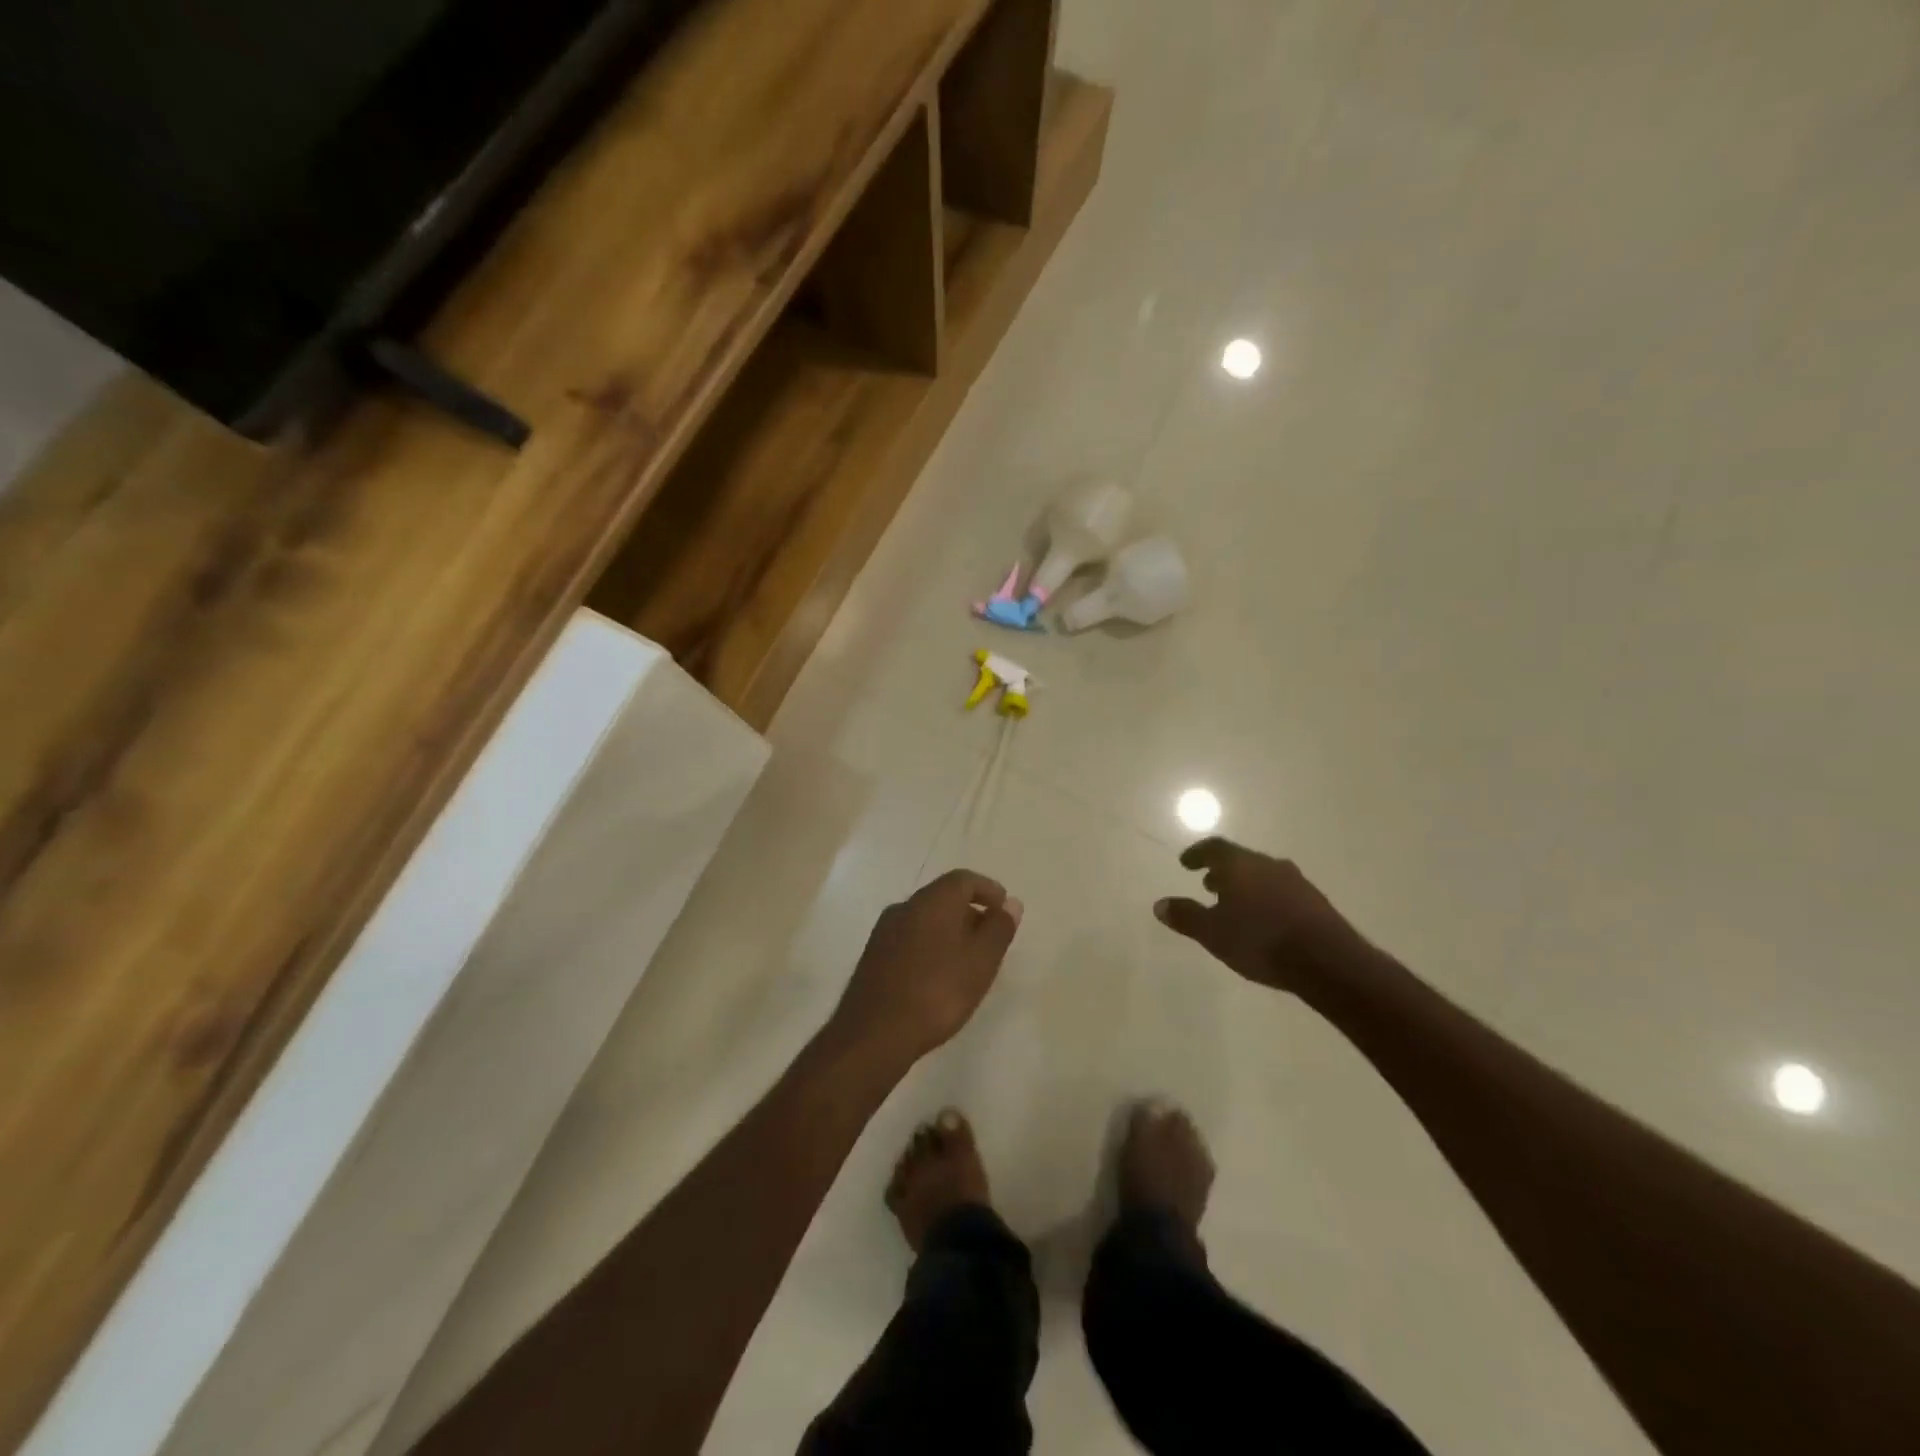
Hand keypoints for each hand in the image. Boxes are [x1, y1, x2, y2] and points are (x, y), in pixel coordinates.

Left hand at [830, 870, 1022, 1066]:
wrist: (874, 1033)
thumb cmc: (937, 992)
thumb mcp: (981, 962)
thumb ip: (999, 929)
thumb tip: (1011, 903)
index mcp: (932, 901)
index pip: (964, 879)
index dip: (988, 890)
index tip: (1005, 911)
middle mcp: (905, 906)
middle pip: (943, 897)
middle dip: (971, 911)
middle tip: (991, 939)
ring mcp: (885, 931)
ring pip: (926, 918)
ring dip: (950, 930)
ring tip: (968, 961)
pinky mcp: (874, 955)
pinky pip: (911, 937)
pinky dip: (931, 945)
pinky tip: (939, 975)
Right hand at [1154, 838, 1366, 993]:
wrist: (1327, 961)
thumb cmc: (1260, 941)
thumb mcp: (1213, 933)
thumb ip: (1186, 916)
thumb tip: (1160, 904)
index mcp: (1240, 865)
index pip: (1214, 847)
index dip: (1197, 853)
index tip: (1185, 863)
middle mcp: (1268, 865)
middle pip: (1240, 859)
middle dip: (1222, 871)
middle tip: (1208, 884)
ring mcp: (1296, 881)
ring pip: (1263, 875)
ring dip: (1245, 885)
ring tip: (1235, 904)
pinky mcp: (1315, 901)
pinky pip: (1282, 891)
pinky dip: (1266, 898)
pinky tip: (1264, 920)